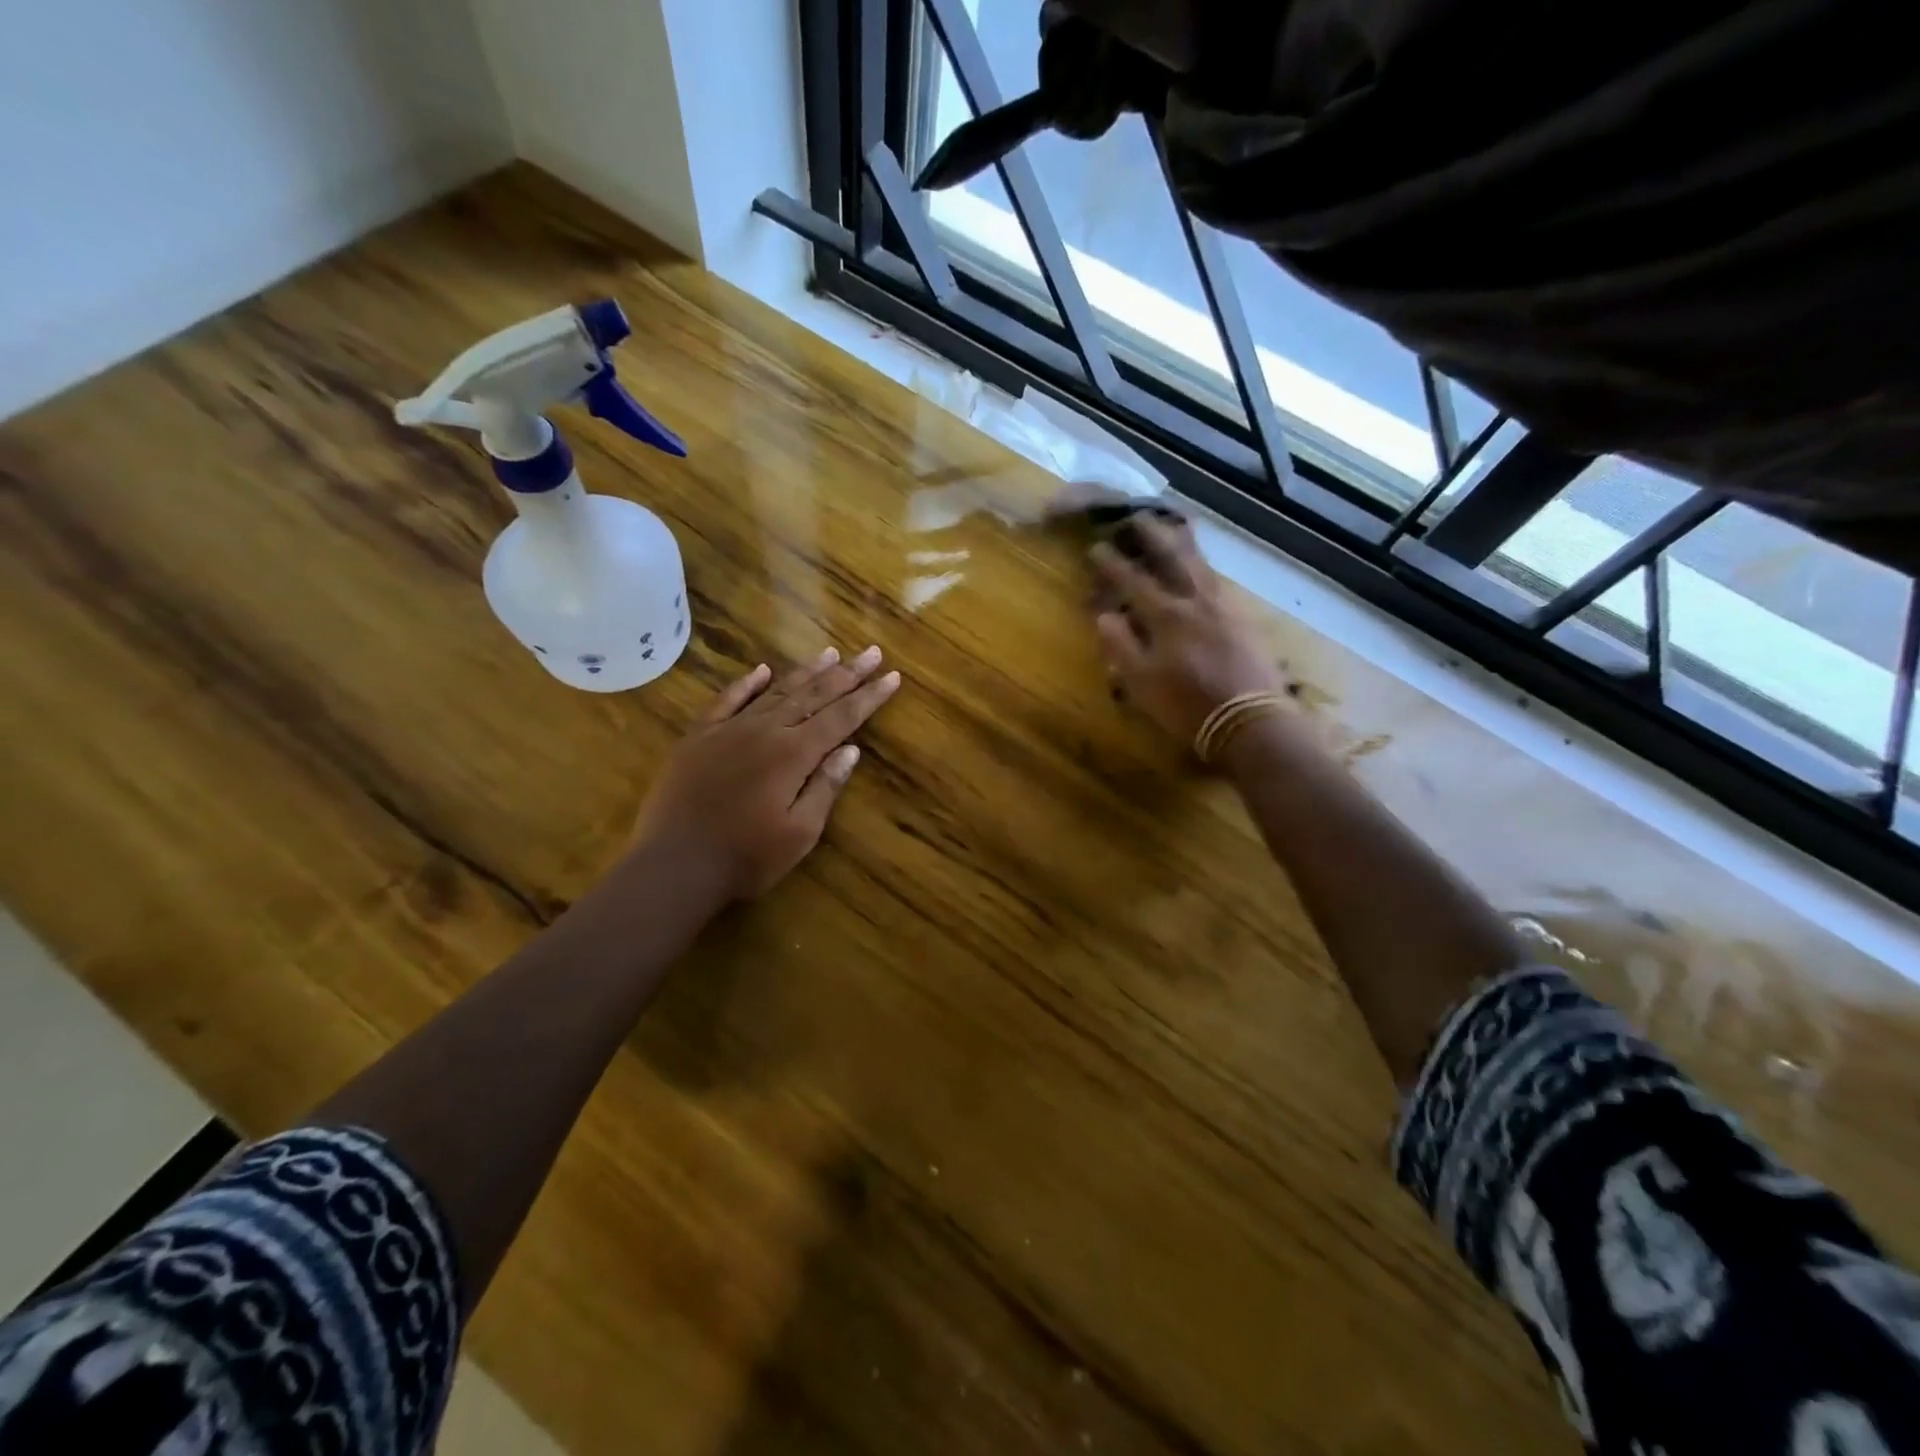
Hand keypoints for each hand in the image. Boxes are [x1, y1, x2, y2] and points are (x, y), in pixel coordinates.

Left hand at [630, 647, 900, 901]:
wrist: (673, 865)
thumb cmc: (746, 857)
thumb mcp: (800, 832)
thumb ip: (825, 787)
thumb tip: (850, 750)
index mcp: (793, 754)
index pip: (842, 717)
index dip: (869, 697)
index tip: (892, 677)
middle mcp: (765, 731)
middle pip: (814, 695)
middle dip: (847, 674)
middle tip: (872, 653)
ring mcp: (729, 730)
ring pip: (776, 691)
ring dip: (807, 672)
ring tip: (832, 653)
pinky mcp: (699, 737)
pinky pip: (727, 700)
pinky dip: (747, 683)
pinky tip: (762, 670)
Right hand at [1089, 515, 1288, 749]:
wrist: (1249, 720)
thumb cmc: (1186, 705)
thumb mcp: (1141, 682)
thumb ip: (1120, 645)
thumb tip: (1104, 615)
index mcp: (1166, 616)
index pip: (1133, 580)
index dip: (1112, 563)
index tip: (1096, 547)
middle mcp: (1195, 601)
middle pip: (1172, 557)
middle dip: (1152, 534)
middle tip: (1138, 516)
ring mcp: (1224, 606)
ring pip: (1200, 563)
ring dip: (1183, 542)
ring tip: (1175, 526)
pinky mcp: (1243, 617)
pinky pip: (1218, 579)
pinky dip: (1204, 565)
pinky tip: (1202, 568)